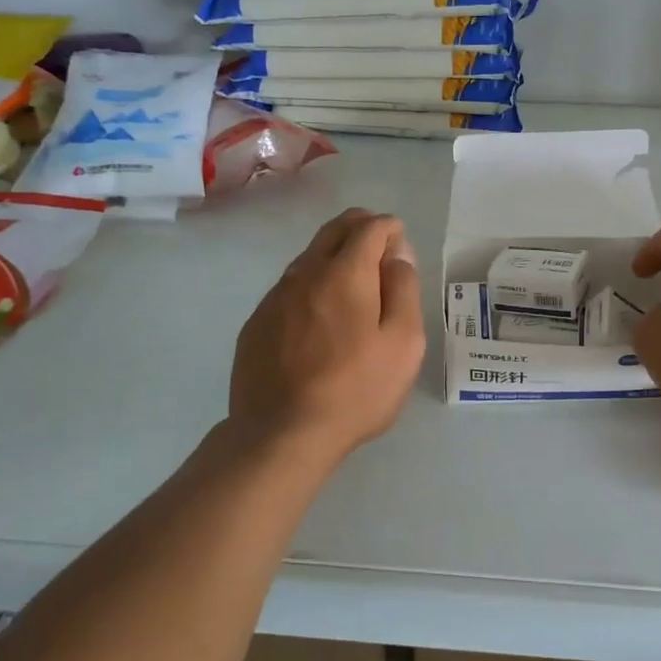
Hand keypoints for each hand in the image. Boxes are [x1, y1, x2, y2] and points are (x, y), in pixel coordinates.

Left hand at [229, 208, 425, 458]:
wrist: (281, 433)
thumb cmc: (355, 390)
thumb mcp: (403, 343)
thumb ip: (403, 290)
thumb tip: (398, 255)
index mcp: (345, 273)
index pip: (369, 228)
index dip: (389, 229)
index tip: (400, 246)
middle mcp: (305, 273)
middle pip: (333, 231)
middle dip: (360, 227)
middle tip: (379, 244)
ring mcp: (275, 297)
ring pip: (308, 258)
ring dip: (333, 256)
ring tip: (352, 281)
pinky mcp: (257, 323)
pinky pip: (289, 288)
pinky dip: (311, 285)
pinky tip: (318, 315)